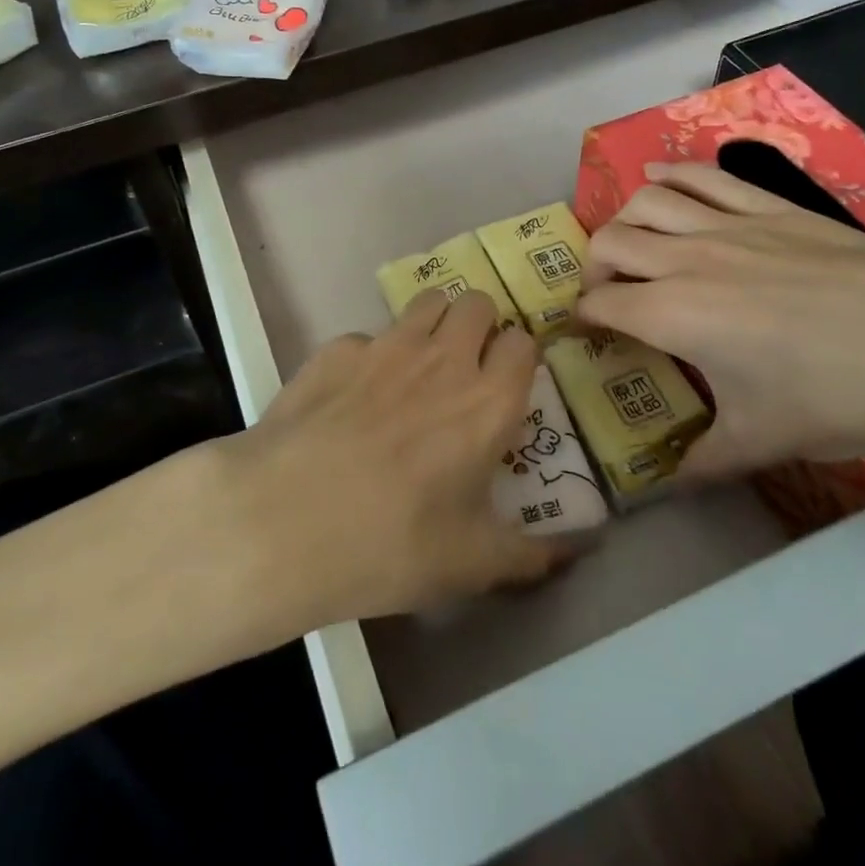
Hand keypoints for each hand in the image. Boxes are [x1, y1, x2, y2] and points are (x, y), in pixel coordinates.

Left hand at [215, 289, 568, 630]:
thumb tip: (579, 550)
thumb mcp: (472, 564)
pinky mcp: (336, 349)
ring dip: (434, 323)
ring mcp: (386, 346)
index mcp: (487, 402)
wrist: (284, 519)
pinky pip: (367, 335)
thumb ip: (532, 553)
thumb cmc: (392, 544)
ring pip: (428, 302)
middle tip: (466, 368)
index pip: (523, 344)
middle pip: (478, 303)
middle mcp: (443, 359)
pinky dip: (371, 356)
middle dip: (480, 326)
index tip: (508, 385)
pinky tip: (352, 396)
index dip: (519, 359)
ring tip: (418, 366)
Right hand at [578, 163, 864, 481]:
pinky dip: (670, 173)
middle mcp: (686, 259)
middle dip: (594, 267)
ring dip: (624, 219)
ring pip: (646, 200)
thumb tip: (667, 486)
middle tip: (610, 294)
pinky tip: (661, 180)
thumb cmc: (841, 396)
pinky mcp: (767, 205)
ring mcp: (727, 224)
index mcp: (674, 314)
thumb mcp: (765, 440)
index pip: (602, 304)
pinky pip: (702, 175)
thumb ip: (705, 462)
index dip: (584, 317)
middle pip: (610, 242)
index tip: (588, 332)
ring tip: (632, 242)